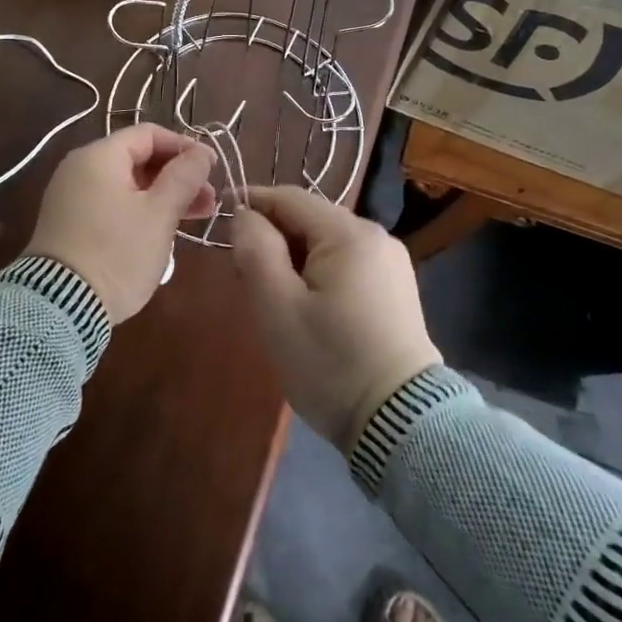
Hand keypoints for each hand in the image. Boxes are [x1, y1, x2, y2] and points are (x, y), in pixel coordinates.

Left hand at [25, 124, 215, 324]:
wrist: (61, 306)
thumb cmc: (117, 252)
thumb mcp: (159, 214)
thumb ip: (184, 177)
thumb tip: (202, 151)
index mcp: (99, 156)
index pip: (149, 134)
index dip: (185, 146)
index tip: (212, 168)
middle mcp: (80, 168)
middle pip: (138, 158)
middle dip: (178, 176)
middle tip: (209, 201)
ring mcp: (71, 196)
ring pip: (127, 184)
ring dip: (163, 196)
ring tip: (195, 218)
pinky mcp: (70, 223)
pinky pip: (111, 203)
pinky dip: (140, 210)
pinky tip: (163, 230)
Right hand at [231, 187, 439, 452]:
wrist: (400, 424)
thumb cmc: (330, 362)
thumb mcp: (277, 306)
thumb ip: (255, 249)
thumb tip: (246, 215)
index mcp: (349, 233)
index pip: (289, 198)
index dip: (251, 204)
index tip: (221, 226)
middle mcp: (376, 236)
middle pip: (309, 219)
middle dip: (272, 238)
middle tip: (242, 276)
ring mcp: (391, 263)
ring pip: (326, 243)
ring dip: (293, 258)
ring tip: (271, 296)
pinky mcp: (395, 289)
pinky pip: (346, 264)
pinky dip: (318, 274)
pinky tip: (306, 307)